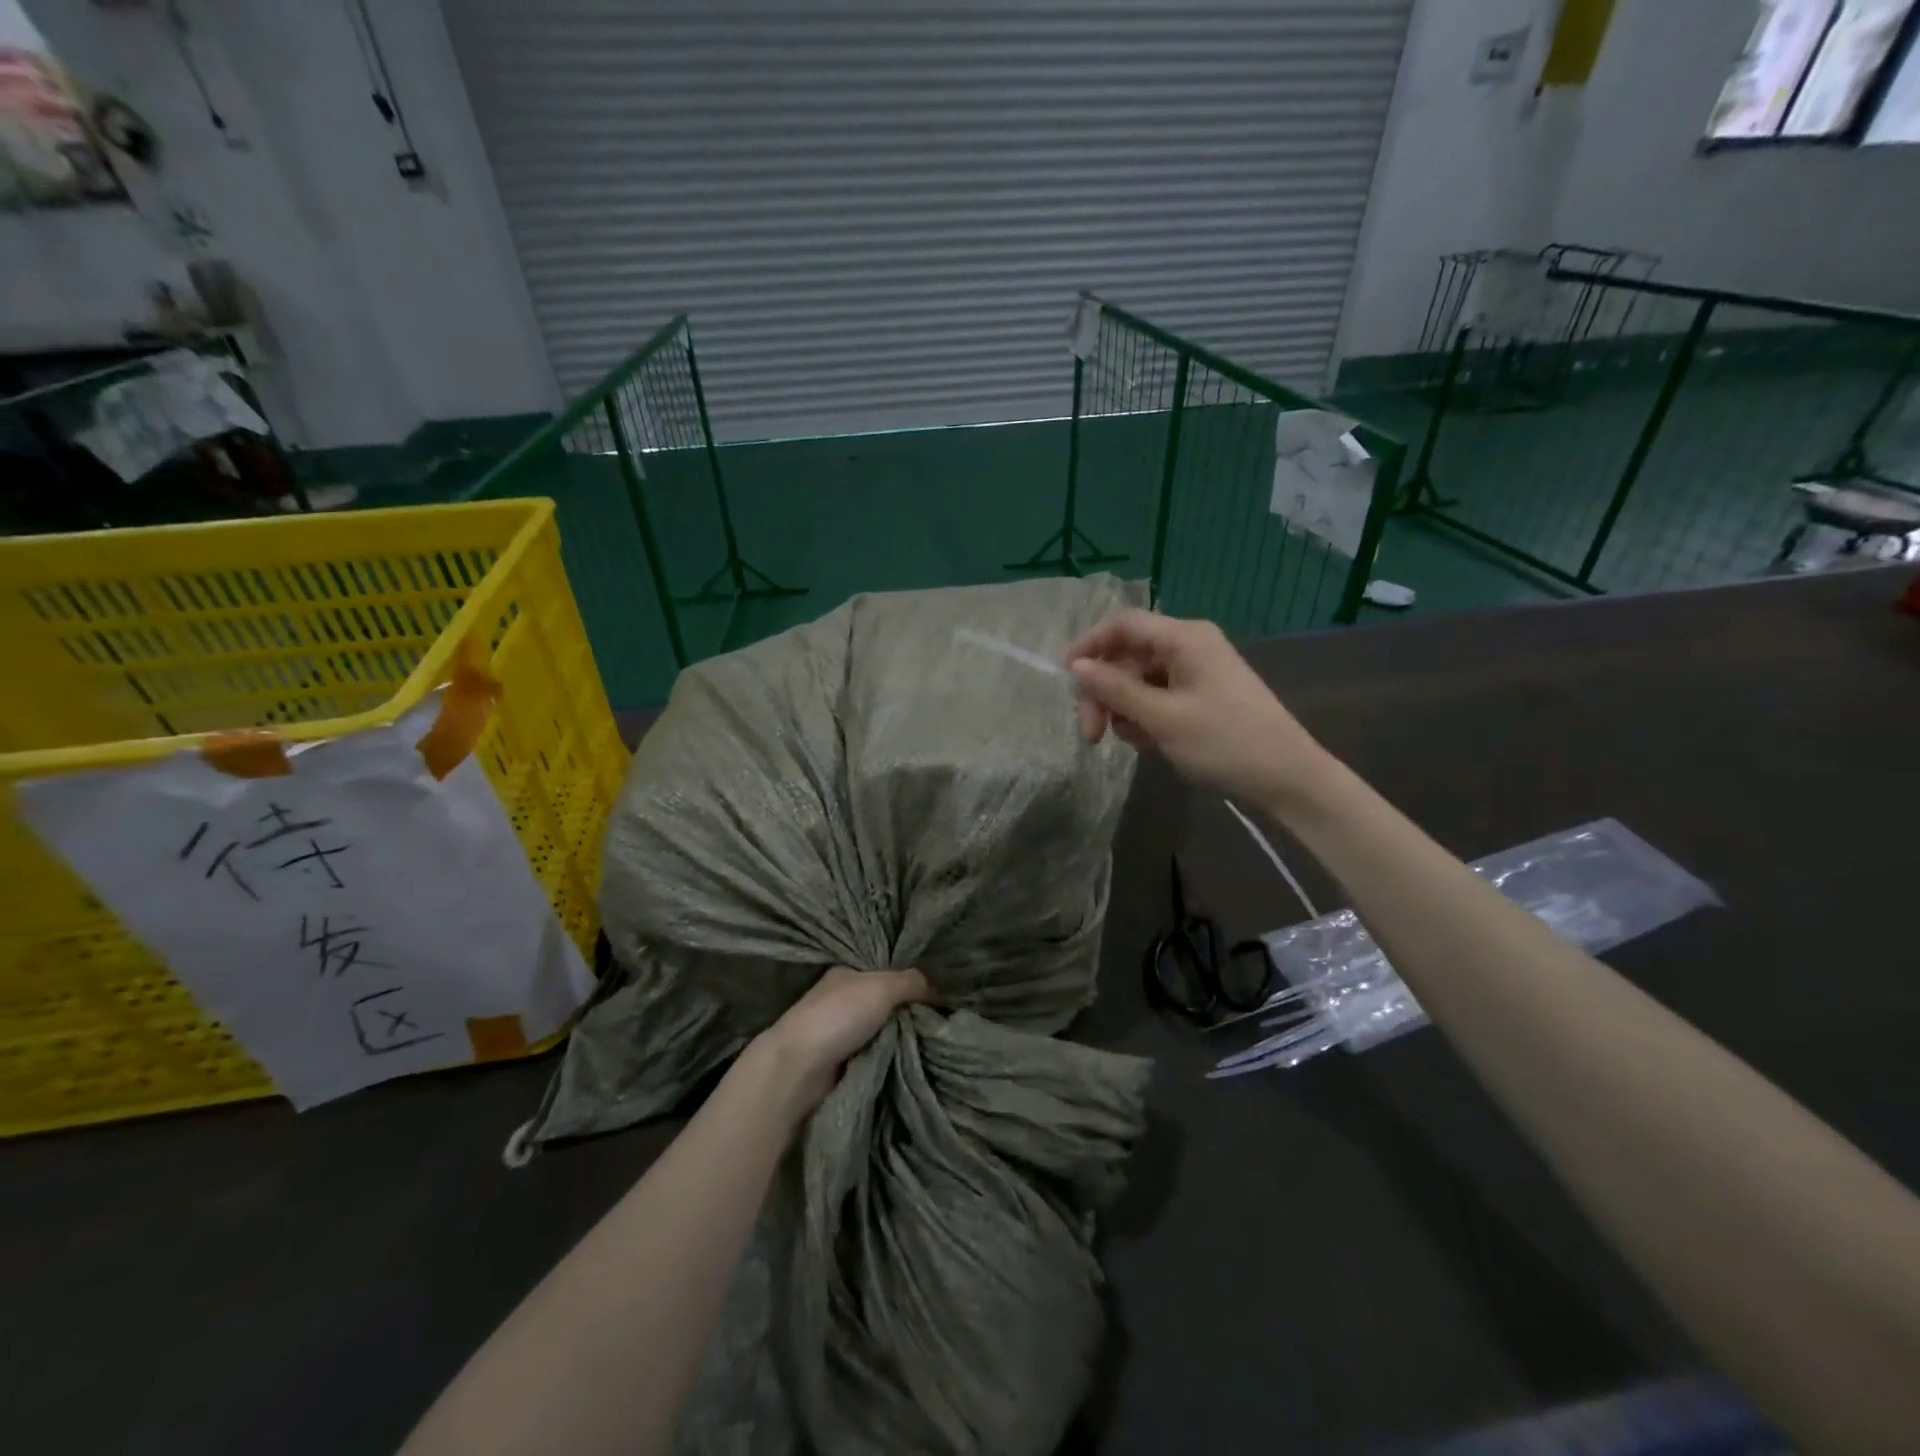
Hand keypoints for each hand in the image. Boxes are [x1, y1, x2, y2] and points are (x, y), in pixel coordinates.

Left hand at [748, 966, 931, 1121]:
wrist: (798, 1070)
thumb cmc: (838, 1017)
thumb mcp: (882, 987)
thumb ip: (912, 982)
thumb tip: (938, 989)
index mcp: (847, 974)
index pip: (887, 973)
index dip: (911, 982)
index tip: (940, 995)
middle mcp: (843, 1000)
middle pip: (888, 1004)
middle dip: (910, 1014)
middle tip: (943, 1023)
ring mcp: (841, 1034)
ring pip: (885, 1032)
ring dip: (903, 1040)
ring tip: (936, 1044)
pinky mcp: (842, 1064)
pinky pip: (878, 1057)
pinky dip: (892, 1059)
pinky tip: (913, 1062)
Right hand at [1067, 608, 1327, 805]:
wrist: (1286, 777)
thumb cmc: (1224, 742)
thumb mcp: (1162, 717)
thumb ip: (1116, 689)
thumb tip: (1077, 667)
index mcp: (1184, 638)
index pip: (1123, 624)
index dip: (1089, 645)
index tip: (1065, 678)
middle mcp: (1189, 646)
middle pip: (1128, 656)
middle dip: (1105, 693)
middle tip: (1092, 734)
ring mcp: (1197, 671)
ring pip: (1139, 680)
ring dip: (1125, 709)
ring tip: (1135, 742)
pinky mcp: (1202, 694)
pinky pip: (1158, 696)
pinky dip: (1146, 717)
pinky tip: (1151, 743)